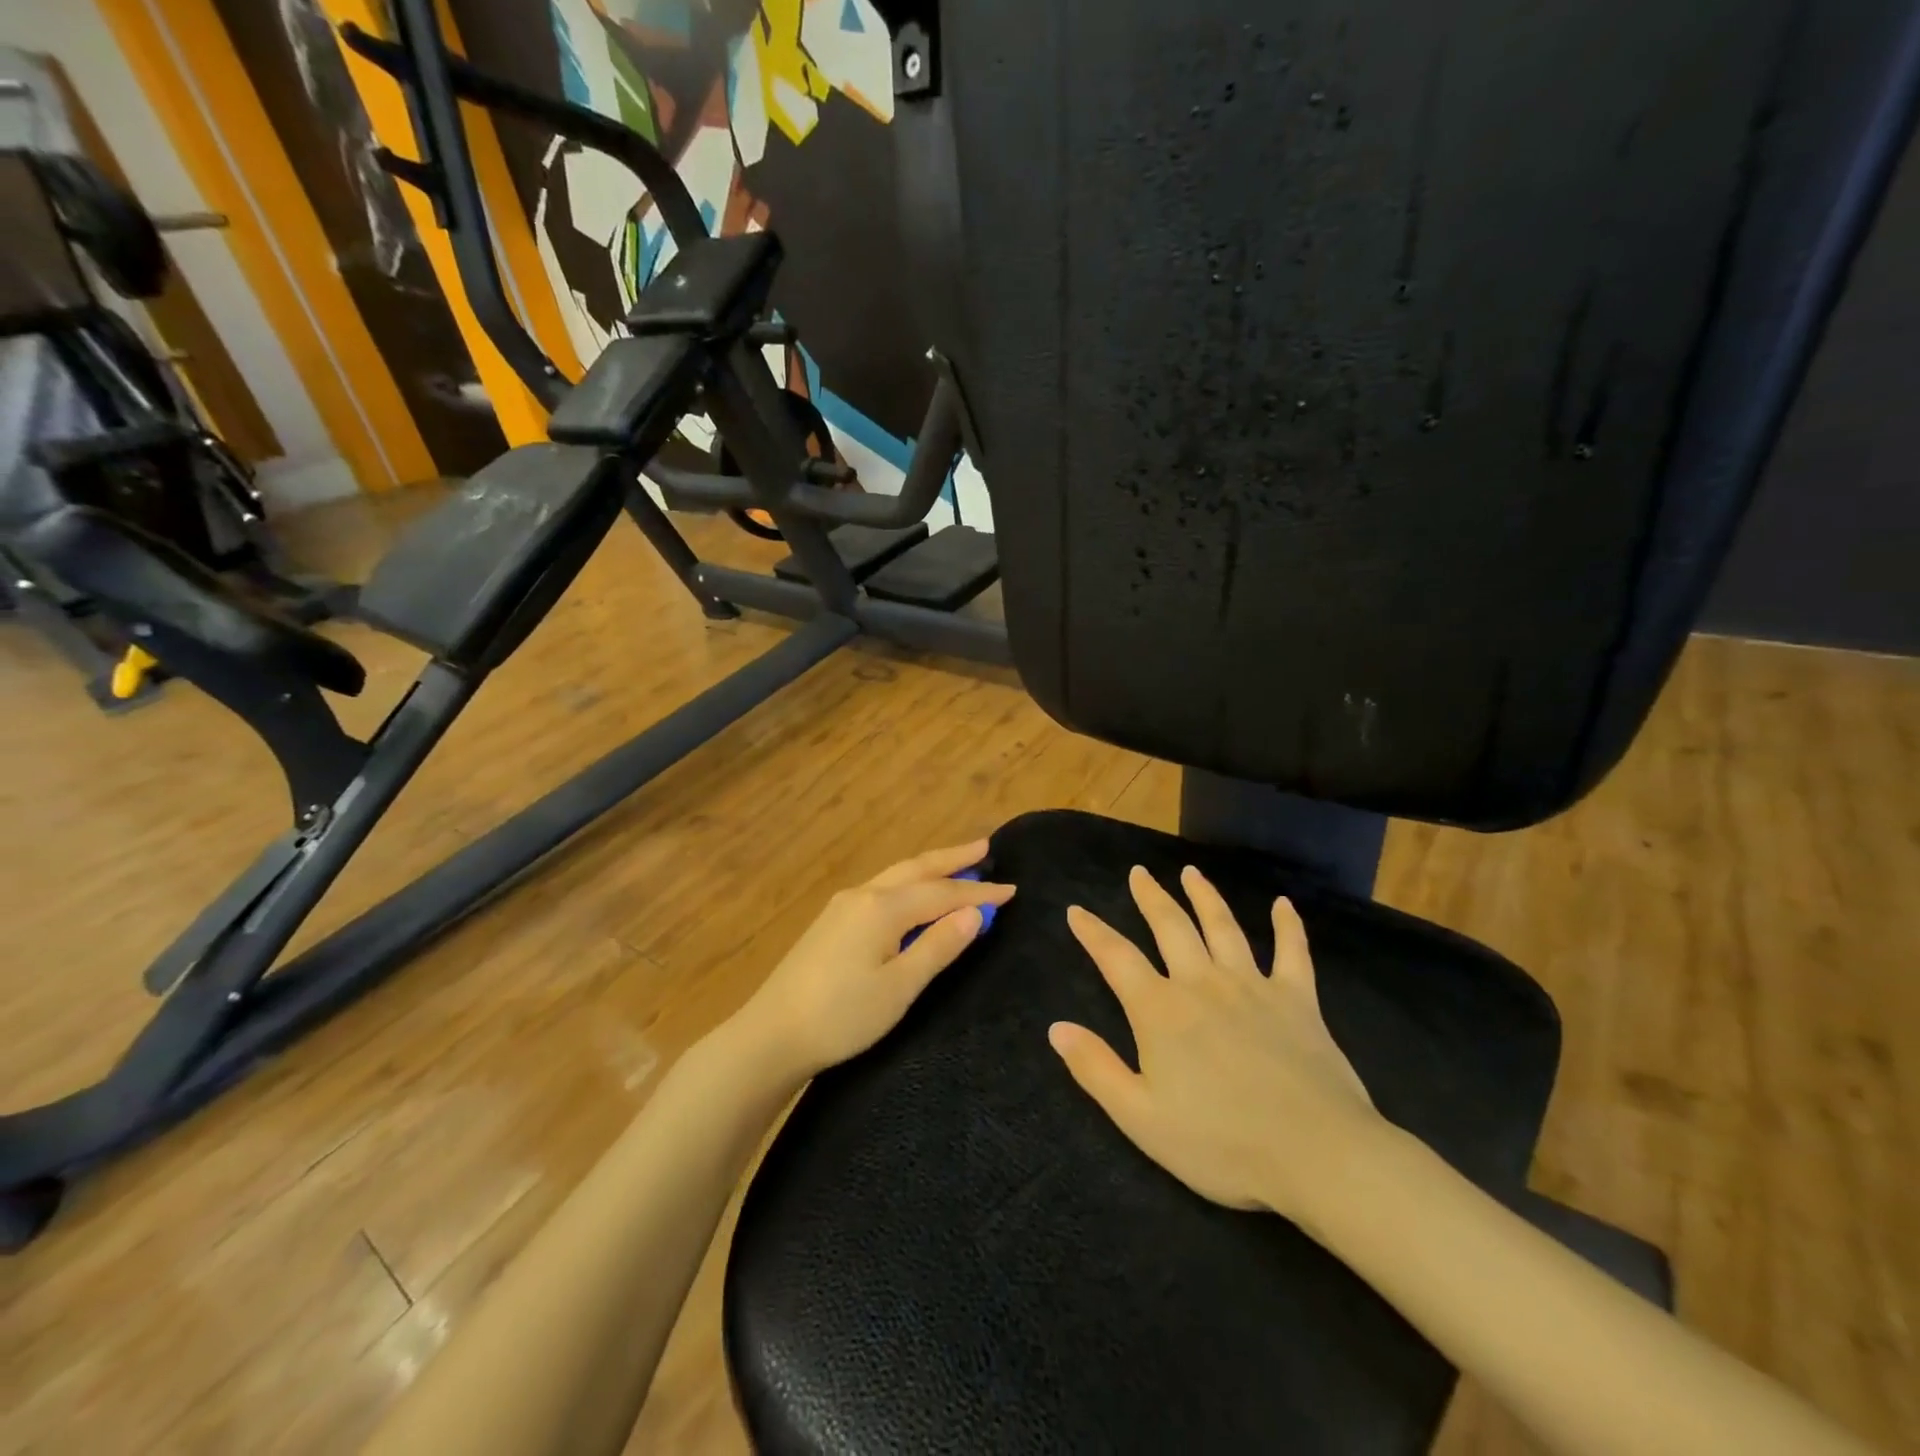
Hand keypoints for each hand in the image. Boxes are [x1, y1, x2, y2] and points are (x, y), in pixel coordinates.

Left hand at [738, 840, 1014, 1080]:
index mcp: (883, 908)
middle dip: (953, 858)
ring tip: (957, 863)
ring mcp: (843, 906)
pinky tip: (913, 892)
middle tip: (985, 846)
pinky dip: (908, 883)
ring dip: (930, 867)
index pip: (942, 893)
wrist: (771, 1034)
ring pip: (896, 875)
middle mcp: (863, 895)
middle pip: (917, 868)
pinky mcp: (831, 921)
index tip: (1012, 890)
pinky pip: (881, 888)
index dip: (979, 894)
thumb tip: (974, 914)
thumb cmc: (842, 1015)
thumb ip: (938, 947)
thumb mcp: (899, 987)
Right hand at [1049, 865, 1380, 1221]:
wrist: (1317, 1155)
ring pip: (1222, 927)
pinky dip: (1287, 926)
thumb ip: (1095, 1069)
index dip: (1093, 932)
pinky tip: (1283, 904)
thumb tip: (1056, 1028)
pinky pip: (1292, 952)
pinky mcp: (1297, 1000)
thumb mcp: (1141, 1118)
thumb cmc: (1221, 1144)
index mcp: (1161, 1011)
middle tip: (1138, 873)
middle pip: (1170, 926)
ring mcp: (1253, 986)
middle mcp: (1202, 984)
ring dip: (1204, 896)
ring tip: (1191, 872)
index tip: (1076, 910)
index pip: (1116, 958)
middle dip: (1150, 897)